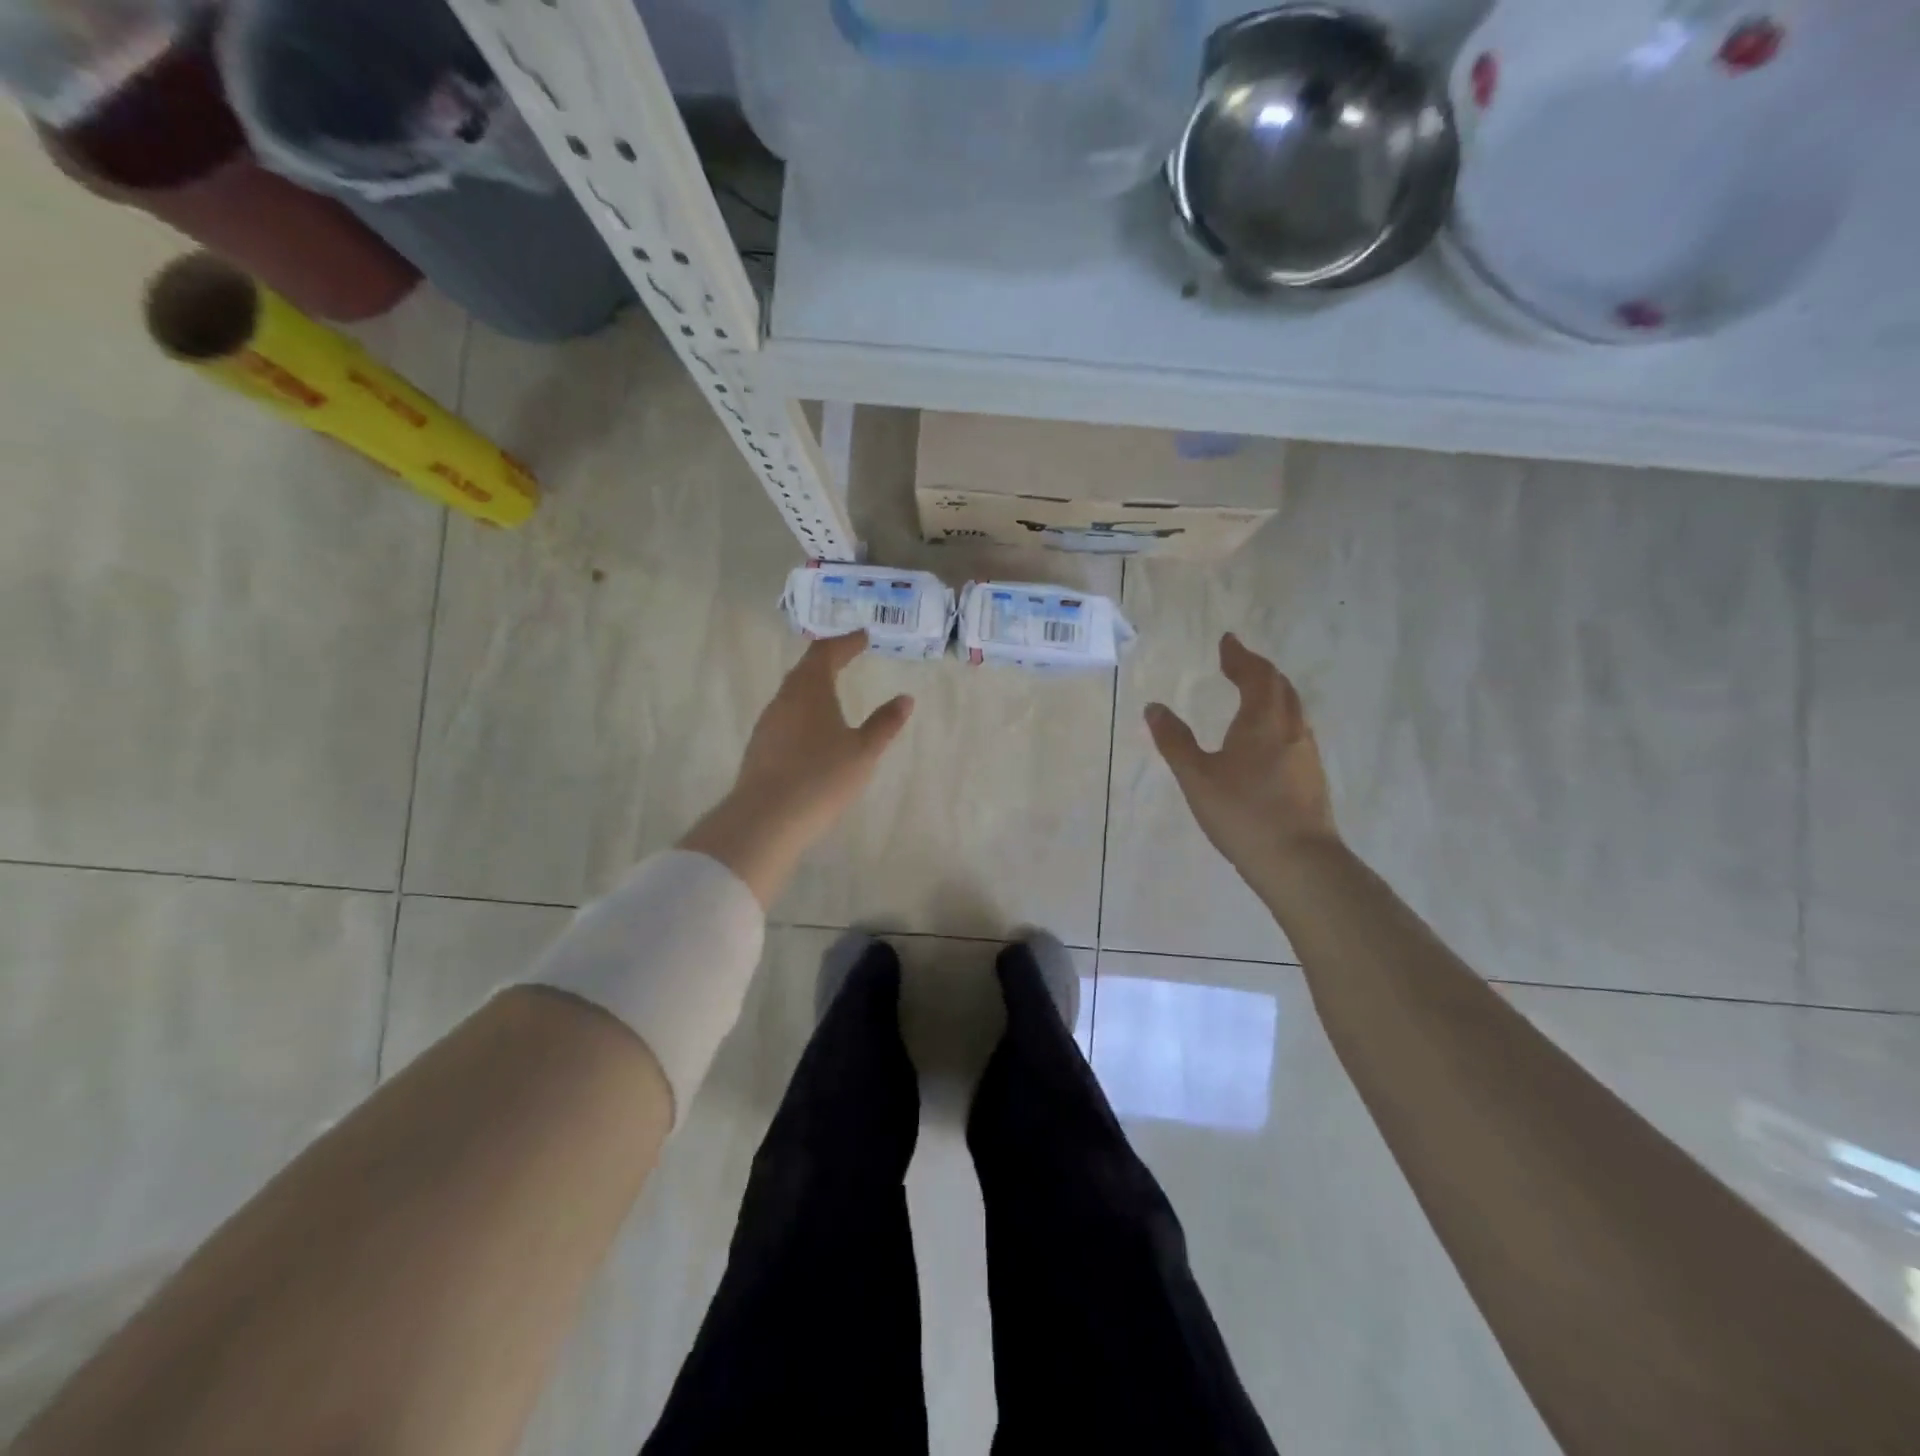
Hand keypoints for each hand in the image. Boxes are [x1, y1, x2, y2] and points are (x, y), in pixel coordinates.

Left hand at [679, 632, 913, 907]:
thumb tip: (905, 698)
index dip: (846, 642)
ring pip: (792, 693)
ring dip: (813, 685)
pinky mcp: (760, 747)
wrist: (766, 819)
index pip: (826, 653)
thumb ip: (884, 724)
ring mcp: (768, 723)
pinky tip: (813, 728)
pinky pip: (785, 716)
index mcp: (810, 690)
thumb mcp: (863, 752)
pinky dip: (803, 710)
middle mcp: (784, 699)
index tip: (863, 637)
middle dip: (828, 659)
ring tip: (833, 689)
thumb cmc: (821, 778)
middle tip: (848, 655)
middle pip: (805, 669)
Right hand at [1145, 633, 1337, 875]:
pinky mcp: (1311, 775)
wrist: (1299, 861)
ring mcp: (1305, 752)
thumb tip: (1155, 708)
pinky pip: (1294, 728)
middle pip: (1279, 686)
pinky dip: (1278, 715)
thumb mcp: (1197, 778)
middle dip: (1258, 669)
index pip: (1255, 675)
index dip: (1240, 656)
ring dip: (1271, 691)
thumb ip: (1175, 741)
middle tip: (1238, 662)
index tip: (1228, 641)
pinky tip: (1267, 736)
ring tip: (1252, 691)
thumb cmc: (1243, 813)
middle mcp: (1290, 728)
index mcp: (1262, 721)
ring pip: (1291, 708)